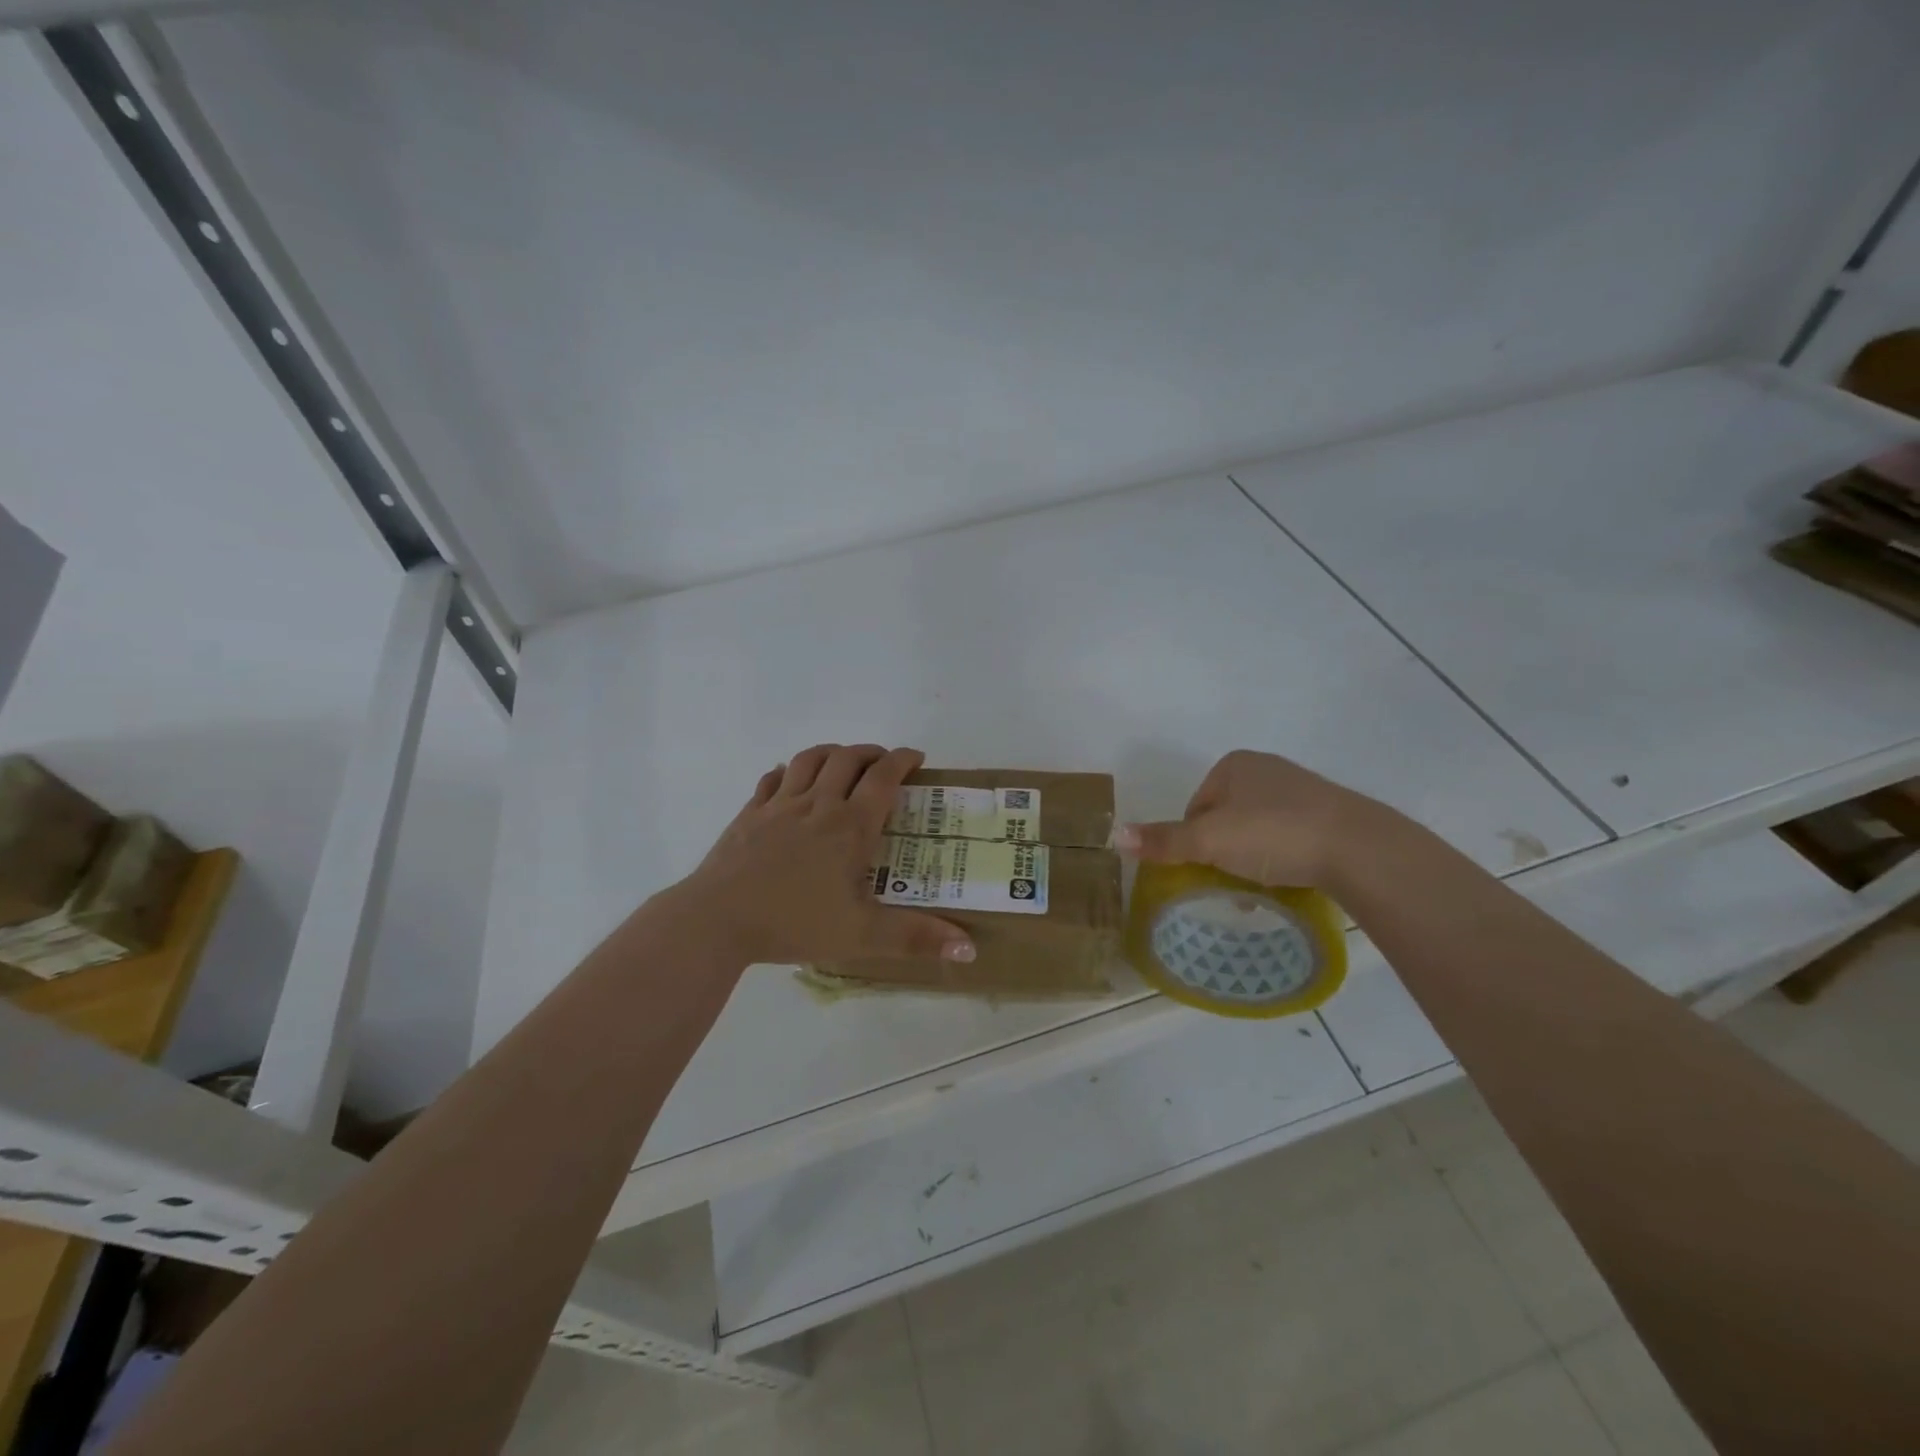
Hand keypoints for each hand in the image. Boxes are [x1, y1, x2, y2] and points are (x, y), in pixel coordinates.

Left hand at [657, 745, 975, 966]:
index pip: (883, 777)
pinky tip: (790, 780)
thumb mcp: (862, 935)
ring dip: (832, 752)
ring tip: (843, 761)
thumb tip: (969, 947)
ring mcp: (779, 805)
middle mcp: (818, 804)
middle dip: (871, 752)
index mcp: (850, 826)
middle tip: (884, 763)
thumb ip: (915, 938)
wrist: (717, 919)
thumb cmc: (795, 922)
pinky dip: (788, 771)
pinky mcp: (749, 814)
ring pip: (810, 759)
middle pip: (848, 758)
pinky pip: (773, 779)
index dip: (903, 760)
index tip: (917, 757)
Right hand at [1114, 750, 1390, 888]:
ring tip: (1260, 888)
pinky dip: (1282, 858)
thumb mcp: (1209, 840)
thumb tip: (1114, 835)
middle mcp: (1265, 769)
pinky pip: (1289, 837)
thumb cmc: (1273, 834)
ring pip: (1256, 830)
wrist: (1358, 847)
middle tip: (1229, 883)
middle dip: (1222, 852)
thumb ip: (1164, 840)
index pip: (1195, 807)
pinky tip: (1289, 879)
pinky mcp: (1329, 814)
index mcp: (1233, 765)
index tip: (1204, 869)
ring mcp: (1301, 789)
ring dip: (1251, 858)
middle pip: (1225, 819)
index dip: (1193, 842)